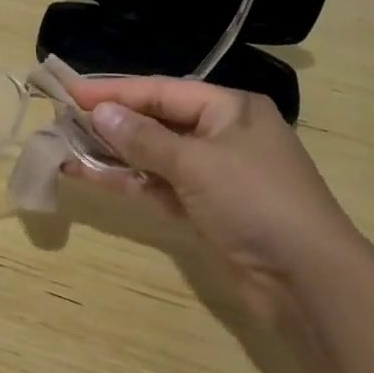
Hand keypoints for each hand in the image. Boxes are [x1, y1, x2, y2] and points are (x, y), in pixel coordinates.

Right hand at [63, 77, 355, 320]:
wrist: (310, 282)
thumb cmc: (256, 201)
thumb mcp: (197, 162)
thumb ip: (145, 138)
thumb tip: (101, 113)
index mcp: (231, 108)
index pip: (162, 90)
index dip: (115, 91)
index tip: (72, 92)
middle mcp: (224, 134)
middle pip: (157, 121)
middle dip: (112, 123)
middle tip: (64, 120)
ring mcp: (217, 175)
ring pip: (156, 157)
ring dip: (115, 155)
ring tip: (67, 149)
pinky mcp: (210, 211)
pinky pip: (162, 187)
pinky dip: (132, 183)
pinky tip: (93, 177)